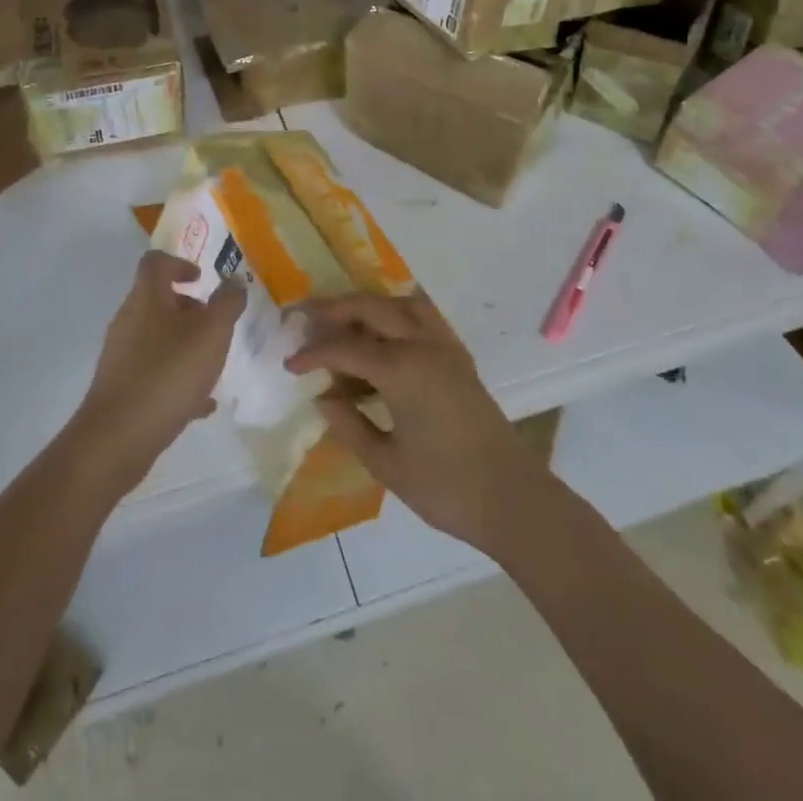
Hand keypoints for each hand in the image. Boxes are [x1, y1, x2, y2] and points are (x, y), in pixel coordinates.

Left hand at [72, 251, 246, 489]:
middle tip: (216, 326)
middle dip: (190, 309)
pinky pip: (154, 373)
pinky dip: (178, 378)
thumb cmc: (169, 373)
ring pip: (158, 338)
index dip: (179, 263)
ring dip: (185, 344)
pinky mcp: (122, 387)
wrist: (118, 438)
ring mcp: (122, 355)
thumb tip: (234, 280)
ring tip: (212, 366)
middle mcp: (129, 320)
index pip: (156, 262)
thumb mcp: (212, 333)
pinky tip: (202, 404)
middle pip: (158, 300)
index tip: (202, 280)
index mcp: (147, 298)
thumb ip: (227, 303)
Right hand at [286, 291, 548, 552]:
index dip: (313, 353)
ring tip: (342, 320)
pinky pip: (423, 316)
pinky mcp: (459, 356)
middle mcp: (423, 345)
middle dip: (334, 309)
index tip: (289, 363)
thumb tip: (323, 397)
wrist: (513, 498)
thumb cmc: (445, 487)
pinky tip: (383, 335)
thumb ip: (349, 424)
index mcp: (401, 369)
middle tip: (304, 316)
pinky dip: (397, 313)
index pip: (345, 347)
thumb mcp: (386, 463)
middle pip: (371, 308)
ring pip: (400, 303)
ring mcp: (445, 346)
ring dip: (368, 305)